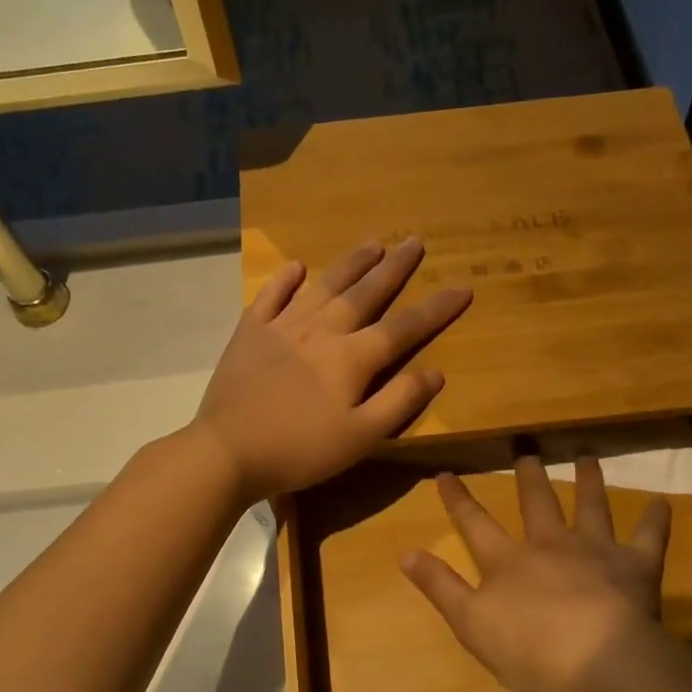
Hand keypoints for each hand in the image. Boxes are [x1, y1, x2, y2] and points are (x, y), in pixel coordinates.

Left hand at [191, 239, 470, 503]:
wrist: (228, 450)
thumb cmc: (301, 450)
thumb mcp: (361, 437)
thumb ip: (399, 402)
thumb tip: (435, 371)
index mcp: (353, 358)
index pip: (404, 327)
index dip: (436, 309)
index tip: (462, 287)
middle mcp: (322, 331)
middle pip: (365, 293)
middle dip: (394, 268)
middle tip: (414, 241)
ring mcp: (283, 327)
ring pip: (324, 286)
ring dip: (351, 263)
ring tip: (373, 243)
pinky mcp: (250, 333)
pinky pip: (271, 296)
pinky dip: (285, 279)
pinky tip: (297, 267)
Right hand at [401, 456, 672, 691]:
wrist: (595, 657)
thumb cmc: (527, 646)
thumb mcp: (469, 621)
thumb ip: (439, 585)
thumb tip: (404, 552)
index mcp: (508, 560)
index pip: (475, 523)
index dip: (458, 499)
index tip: (446, 472)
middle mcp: (550, 544)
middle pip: (537, 503)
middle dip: (529, 477)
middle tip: (527, 449)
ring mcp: (595, 550)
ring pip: (591, 506)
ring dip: (588, 481)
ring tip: (586, 457)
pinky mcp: (635, 566)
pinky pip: (648, 537)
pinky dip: (655, 520)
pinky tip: (663, 503)